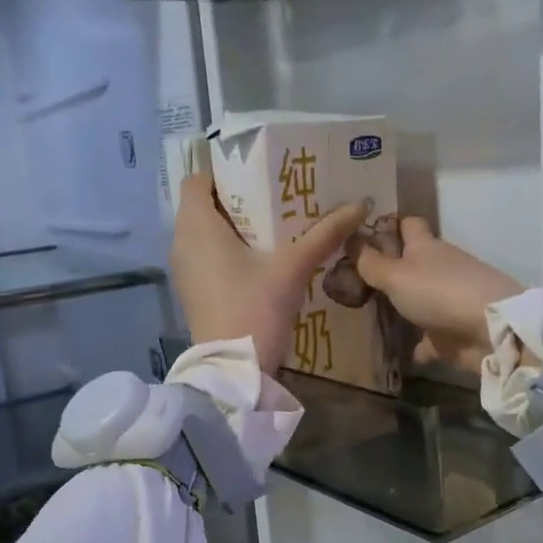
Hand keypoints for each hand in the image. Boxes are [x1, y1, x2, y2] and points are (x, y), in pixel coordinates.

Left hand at [171, 173, 367, 374]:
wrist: (234, 370)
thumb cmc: (255, 308)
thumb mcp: (293, 268)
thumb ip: (325, 234)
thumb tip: (360, 204)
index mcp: (197, 225)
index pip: (197, 179)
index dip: (223, 172)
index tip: (257, 174)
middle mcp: (181, 242)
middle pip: (203, 206)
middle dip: (236, 199)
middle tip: (275, 196)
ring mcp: (184, 270)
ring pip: (204, 233)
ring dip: (233, 227)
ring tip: (272, 226)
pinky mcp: (193, 292)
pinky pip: (205, 257)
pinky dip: (227, 251)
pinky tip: (260, 260)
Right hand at [354, 217, 522, 371]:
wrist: (489, 331)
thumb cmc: (439, 292)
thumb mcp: (397, 276)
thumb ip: (371, 263)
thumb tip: (349, 238)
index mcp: (426, 247)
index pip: (407, 224)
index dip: (387, 224)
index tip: (360, 232)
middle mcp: (438, 269)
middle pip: (410, 263)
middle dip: (386, 269)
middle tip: (348, 278)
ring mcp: (447, 301)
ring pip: (417, 300)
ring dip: (399, 307)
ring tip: (362, 314)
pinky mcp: (451, 333)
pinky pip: (427, 338)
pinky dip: (414, 344)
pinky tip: (392, 353)